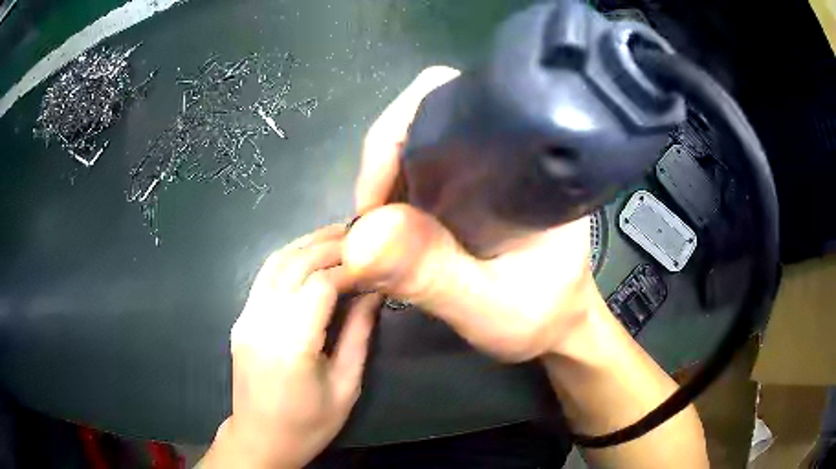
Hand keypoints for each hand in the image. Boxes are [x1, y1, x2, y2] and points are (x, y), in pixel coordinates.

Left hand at [203, 225, 379, 468]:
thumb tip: (372, 292)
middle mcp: (262, 322)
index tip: (373, 262)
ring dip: (307, 243)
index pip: (320, 284)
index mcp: (291, 345)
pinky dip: (289, 258)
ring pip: (275, 262)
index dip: (349, 268)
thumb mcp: (346, 386)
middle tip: (359, 234)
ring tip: (337, 235)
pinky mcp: (241, 319)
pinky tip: (309, 255)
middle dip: (329, 244)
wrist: (261, 438)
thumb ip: (359, 334)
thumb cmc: (309, 423)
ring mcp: (246, 318)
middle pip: (295, 264)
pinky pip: (265, 277)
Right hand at [345, 66, 598, 361]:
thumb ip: (434, 274)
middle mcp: (507, 149)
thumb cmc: (541, 316)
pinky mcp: (474, 182)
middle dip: (385, 159)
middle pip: (427, 114)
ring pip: (419, 140)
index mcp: (524, 160)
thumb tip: (360, 239)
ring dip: (386, 177)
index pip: (452, 101)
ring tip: (379, 226)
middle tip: (372, 218)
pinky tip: (394, 225)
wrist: (560, 324)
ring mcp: (488, 164)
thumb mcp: (488, 308)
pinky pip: (422, 167)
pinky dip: (396, 190)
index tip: (374, 198)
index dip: (397, 132)